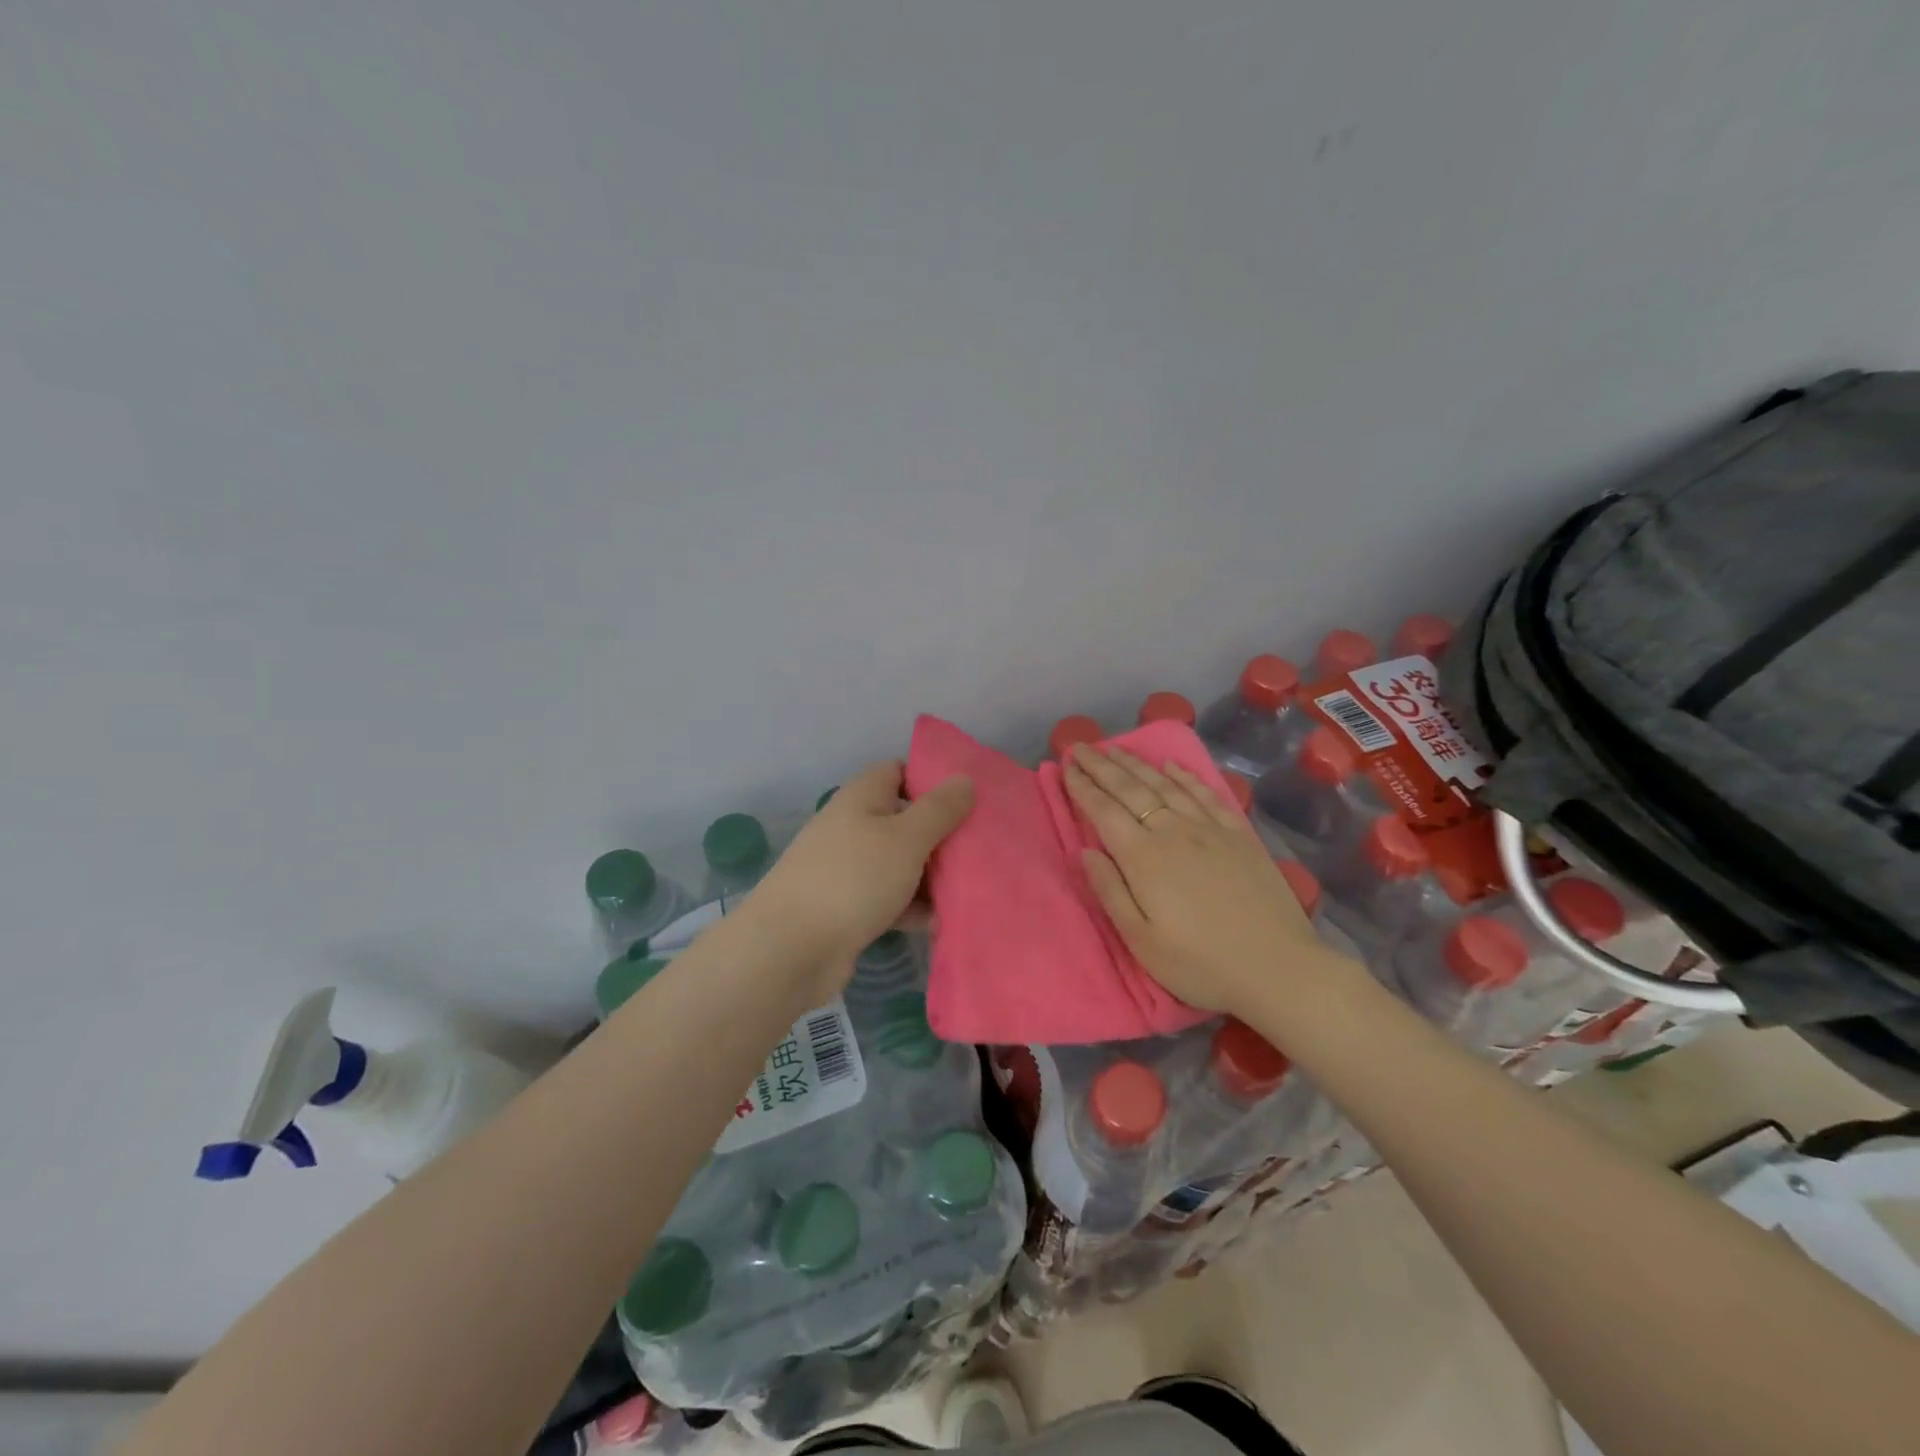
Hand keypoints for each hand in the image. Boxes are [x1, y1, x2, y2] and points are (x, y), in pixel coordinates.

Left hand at [742, 760, 972, 997]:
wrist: (790, 949)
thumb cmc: (853, 879)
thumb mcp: (906, 838)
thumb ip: (939, 809)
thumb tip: (964, 779)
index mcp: (861, 798)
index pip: (899, 771)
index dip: (932, 779)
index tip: (970, 797)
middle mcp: (852, 826)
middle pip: (904, 820)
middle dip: (942, 834)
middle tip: (982, 847)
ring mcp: (848, 869)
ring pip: (900, 863)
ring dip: (931, 876)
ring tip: (973, 888)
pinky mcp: (848, 908)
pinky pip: (890, 899)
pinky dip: (913, 908)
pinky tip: (942, 923)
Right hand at [1063, 743, 1333, 1016]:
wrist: (1278, 967)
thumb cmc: (1200, 963)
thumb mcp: (1141, 940)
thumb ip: (1110, 891)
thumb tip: (1086, 851)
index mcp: (1143, 857)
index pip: (1104, 811)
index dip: (1082, 786)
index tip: (1065, 765)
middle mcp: (1173, 831)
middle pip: (1130, 789)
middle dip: (1101, 765)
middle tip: (1080, 746)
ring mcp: (1209, 828)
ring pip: (1165, 784)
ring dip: (1136, 763)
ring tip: (1114, 748)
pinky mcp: (1238, 833)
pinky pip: (1205, 793)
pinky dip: (1185, 775)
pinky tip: (1172, 764)